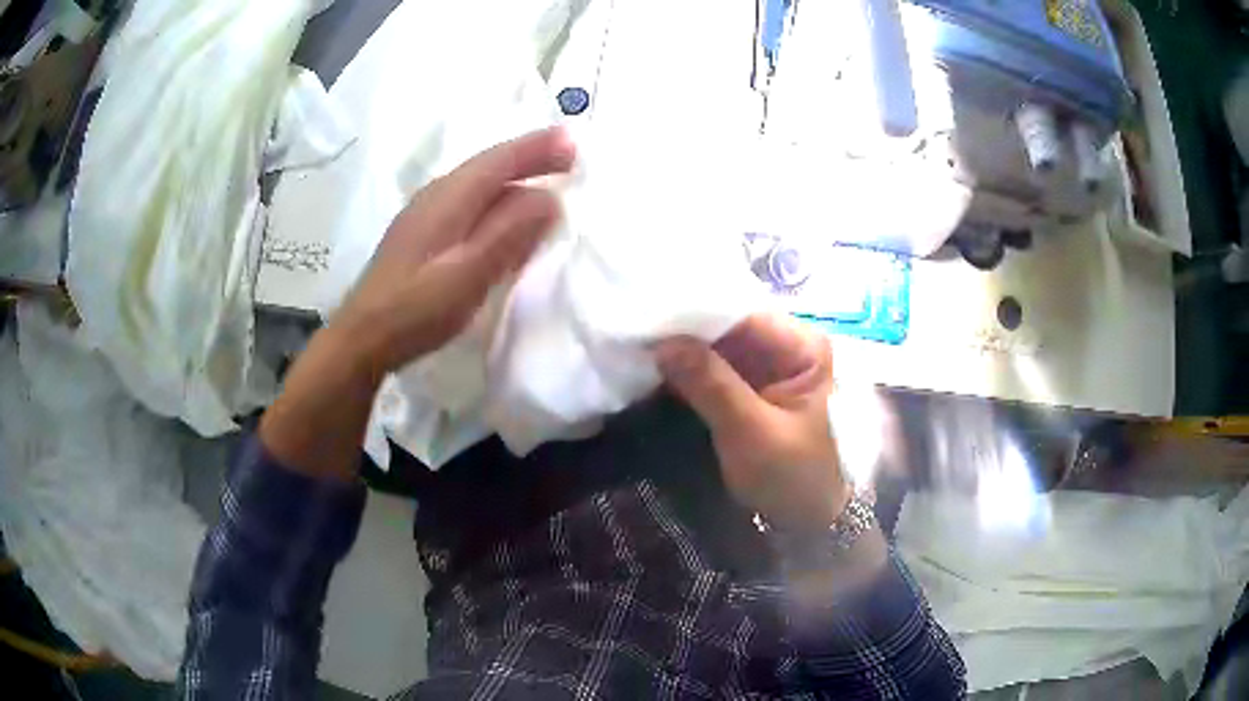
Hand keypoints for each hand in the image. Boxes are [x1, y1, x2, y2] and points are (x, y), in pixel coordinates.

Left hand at [261, 127, 574, 480]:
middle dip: (530, 157)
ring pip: (478, 183)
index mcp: (449, 198)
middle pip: (489, 165)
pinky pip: (468, 202)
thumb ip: (508, 235)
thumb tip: (548, 199)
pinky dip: (496, 197)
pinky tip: (504, 212)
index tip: (574, 142)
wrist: (362, 338)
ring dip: (514, 175)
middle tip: (569, 156)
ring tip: (546, 176)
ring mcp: (425, 213)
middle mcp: (436, 195)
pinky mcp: (422, 233)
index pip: (500, 161)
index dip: (538, 149)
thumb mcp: (467, 275)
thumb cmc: (415, 309)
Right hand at [656, 315, 850, 532]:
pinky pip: (711, 365)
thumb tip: (662, 343)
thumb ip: (711, 385)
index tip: (650, 315)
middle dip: (684, 329)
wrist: (804, 518)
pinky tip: (653, 365)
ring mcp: (764, 364)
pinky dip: (685, 367)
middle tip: (635, 327)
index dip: (697, 313)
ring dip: (680, 348)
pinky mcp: (746, 384)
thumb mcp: (751, 432)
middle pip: (728, 324)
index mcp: (802, 346)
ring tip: (636, 342)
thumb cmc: (790, 476)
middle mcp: (784, 344)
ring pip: (715, 344)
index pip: (743, 314)